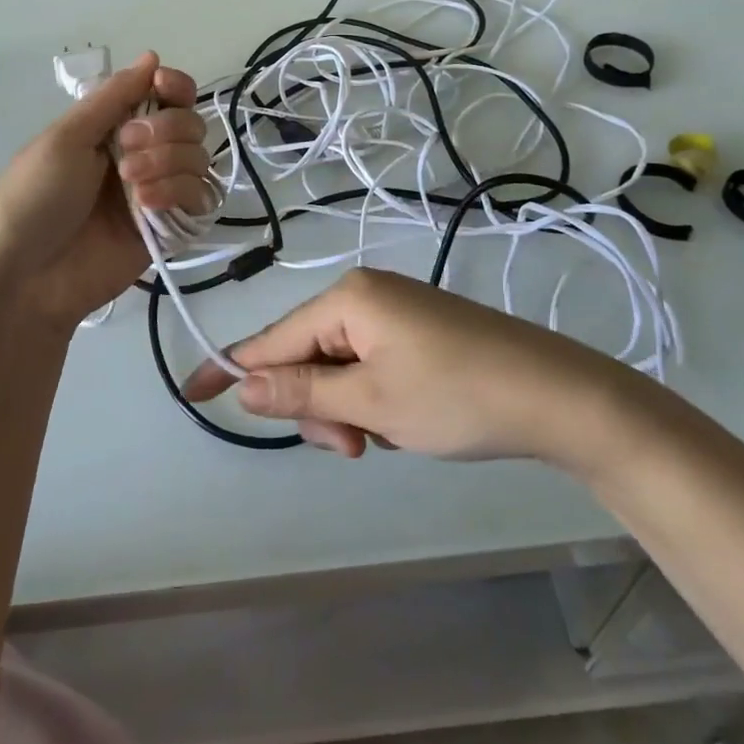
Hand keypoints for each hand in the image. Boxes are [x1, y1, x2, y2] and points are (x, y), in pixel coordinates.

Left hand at [0, 53, 214, 330]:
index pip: (166, 95)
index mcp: (113, 126)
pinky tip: (147, 207)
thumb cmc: (34, 198)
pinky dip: (180, 193)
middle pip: (189, 122)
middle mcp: (142, 154)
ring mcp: (157, 191)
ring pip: (199, 158)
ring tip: (131, 186)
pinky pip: (201, 198)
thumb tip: (153, 56)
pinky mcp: (170, 228)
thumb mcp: (66, 136)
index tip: (165, 89)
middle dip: (164, 130)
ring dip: (168, 163)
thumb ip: (114, 96)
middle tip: (127, 150)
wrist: (26, 278)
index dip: (175, 87)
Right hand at [184, 267, 629, 462]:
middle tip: (353, 449)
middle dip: (317, 407)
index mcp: (348, 298)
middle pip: (307, 355)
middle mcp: (365, 294)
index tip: (190, 393)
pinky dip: (371, 400)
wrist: (553, 394)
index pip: (271, 338)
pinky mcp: (416, 330)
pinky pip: (368, 365)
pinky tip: (402, 422)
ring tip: (384, 439)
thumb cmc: (455, 395)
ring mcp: (393, 311)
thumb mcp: (370, 402)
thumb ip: (302, 392)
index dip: (230, 368)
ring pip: (339, 367)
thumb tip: (241, 383)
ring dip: (347, 410)